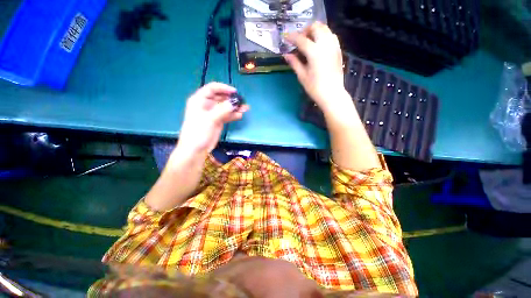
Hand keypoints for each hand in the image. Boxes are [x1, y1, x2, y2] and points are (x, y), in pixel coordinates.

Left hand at [177, 82, 248, 154]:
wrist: (196, 149)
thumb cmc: (198, 132)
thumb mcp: (210, 119)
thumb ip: (223, 110)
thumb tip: (235, 102)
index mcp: (199, 100)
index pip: (212, 89)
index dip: (223, 88)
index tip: (235, 92)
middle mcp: (206, 105)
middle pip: (220, 97)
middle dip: (231, 99)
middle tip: (242, 102)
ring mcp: (213, 113)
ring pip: (225, 107)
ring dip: (235, 107)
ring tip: (245, 109)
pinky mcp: (218, 121)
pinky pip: (227, 115)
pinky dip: (233, 115)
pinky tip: (240, 115)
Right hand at [284, 22, 348, 111]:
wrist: (332, 94)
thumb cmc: (315, 88)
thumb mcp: (302, 76)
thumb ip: (294, 63)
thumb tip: (286, 55)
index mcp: (314, 52)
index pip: (301, 39)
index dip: (292, 37)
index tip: (286, 38)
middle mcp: (325, 44)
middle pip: (315, 27)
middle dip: (305, 31)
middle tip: (299, 41)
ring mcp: (333, 46)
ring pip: (325, 28)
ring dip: (315, 31)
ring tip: (309, 42)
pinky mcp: (338, 50)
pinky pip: (331, 35)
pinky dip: (323, 35)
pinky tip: (318, 45)